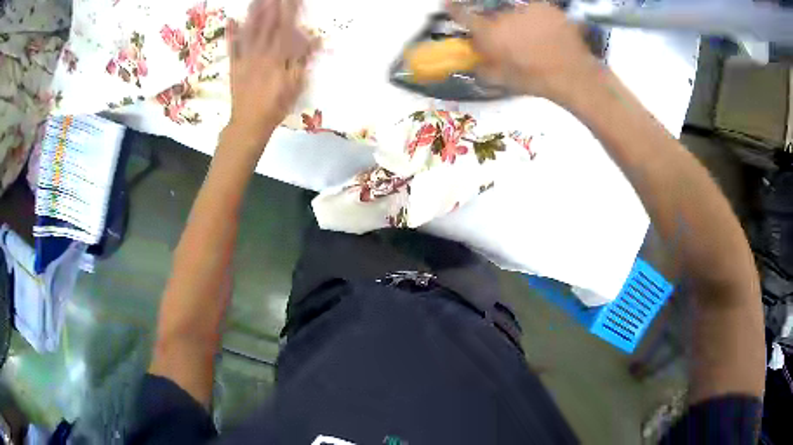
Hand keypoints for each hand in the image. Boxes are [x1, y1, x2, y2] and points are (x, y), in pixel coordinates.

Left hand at [226, 0, 318, 146]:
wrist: (249, 123)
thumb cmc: (276, 105)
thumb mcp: (296, 84)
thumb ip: (303, 60)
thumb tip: (315, 39)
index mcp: (278, 57)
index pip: (286, 27)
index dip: (290, 10)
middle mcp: (261, 52)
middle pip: (268, 24)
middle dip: (272, 6)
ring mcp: (246, 58)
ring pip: (250, 31)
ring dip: (254, 13)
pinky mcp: (234, 65)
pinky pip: (233, 47)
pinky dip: (231, 33)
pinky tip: (231, 20)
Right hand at [449, 2, 599, 103]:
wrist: (572, 75)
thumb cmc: (535, 80)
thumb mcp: (504, 80)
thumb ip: (483, 69)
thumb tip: (474, 64)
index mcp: (490, 33)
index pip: (463, 16)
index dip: (454, 9)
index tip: (447, 4)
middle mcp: (504, 16)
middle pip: (493, 15)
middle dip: (497, 24)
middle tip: (511, 39)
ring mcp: (527, 9)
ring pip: (516, 12)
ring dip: (519, 22)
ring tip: (533, 38)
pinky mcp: (547, 8)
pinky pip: (536, 10)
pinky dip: (538, 19)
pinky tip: (546, 32)